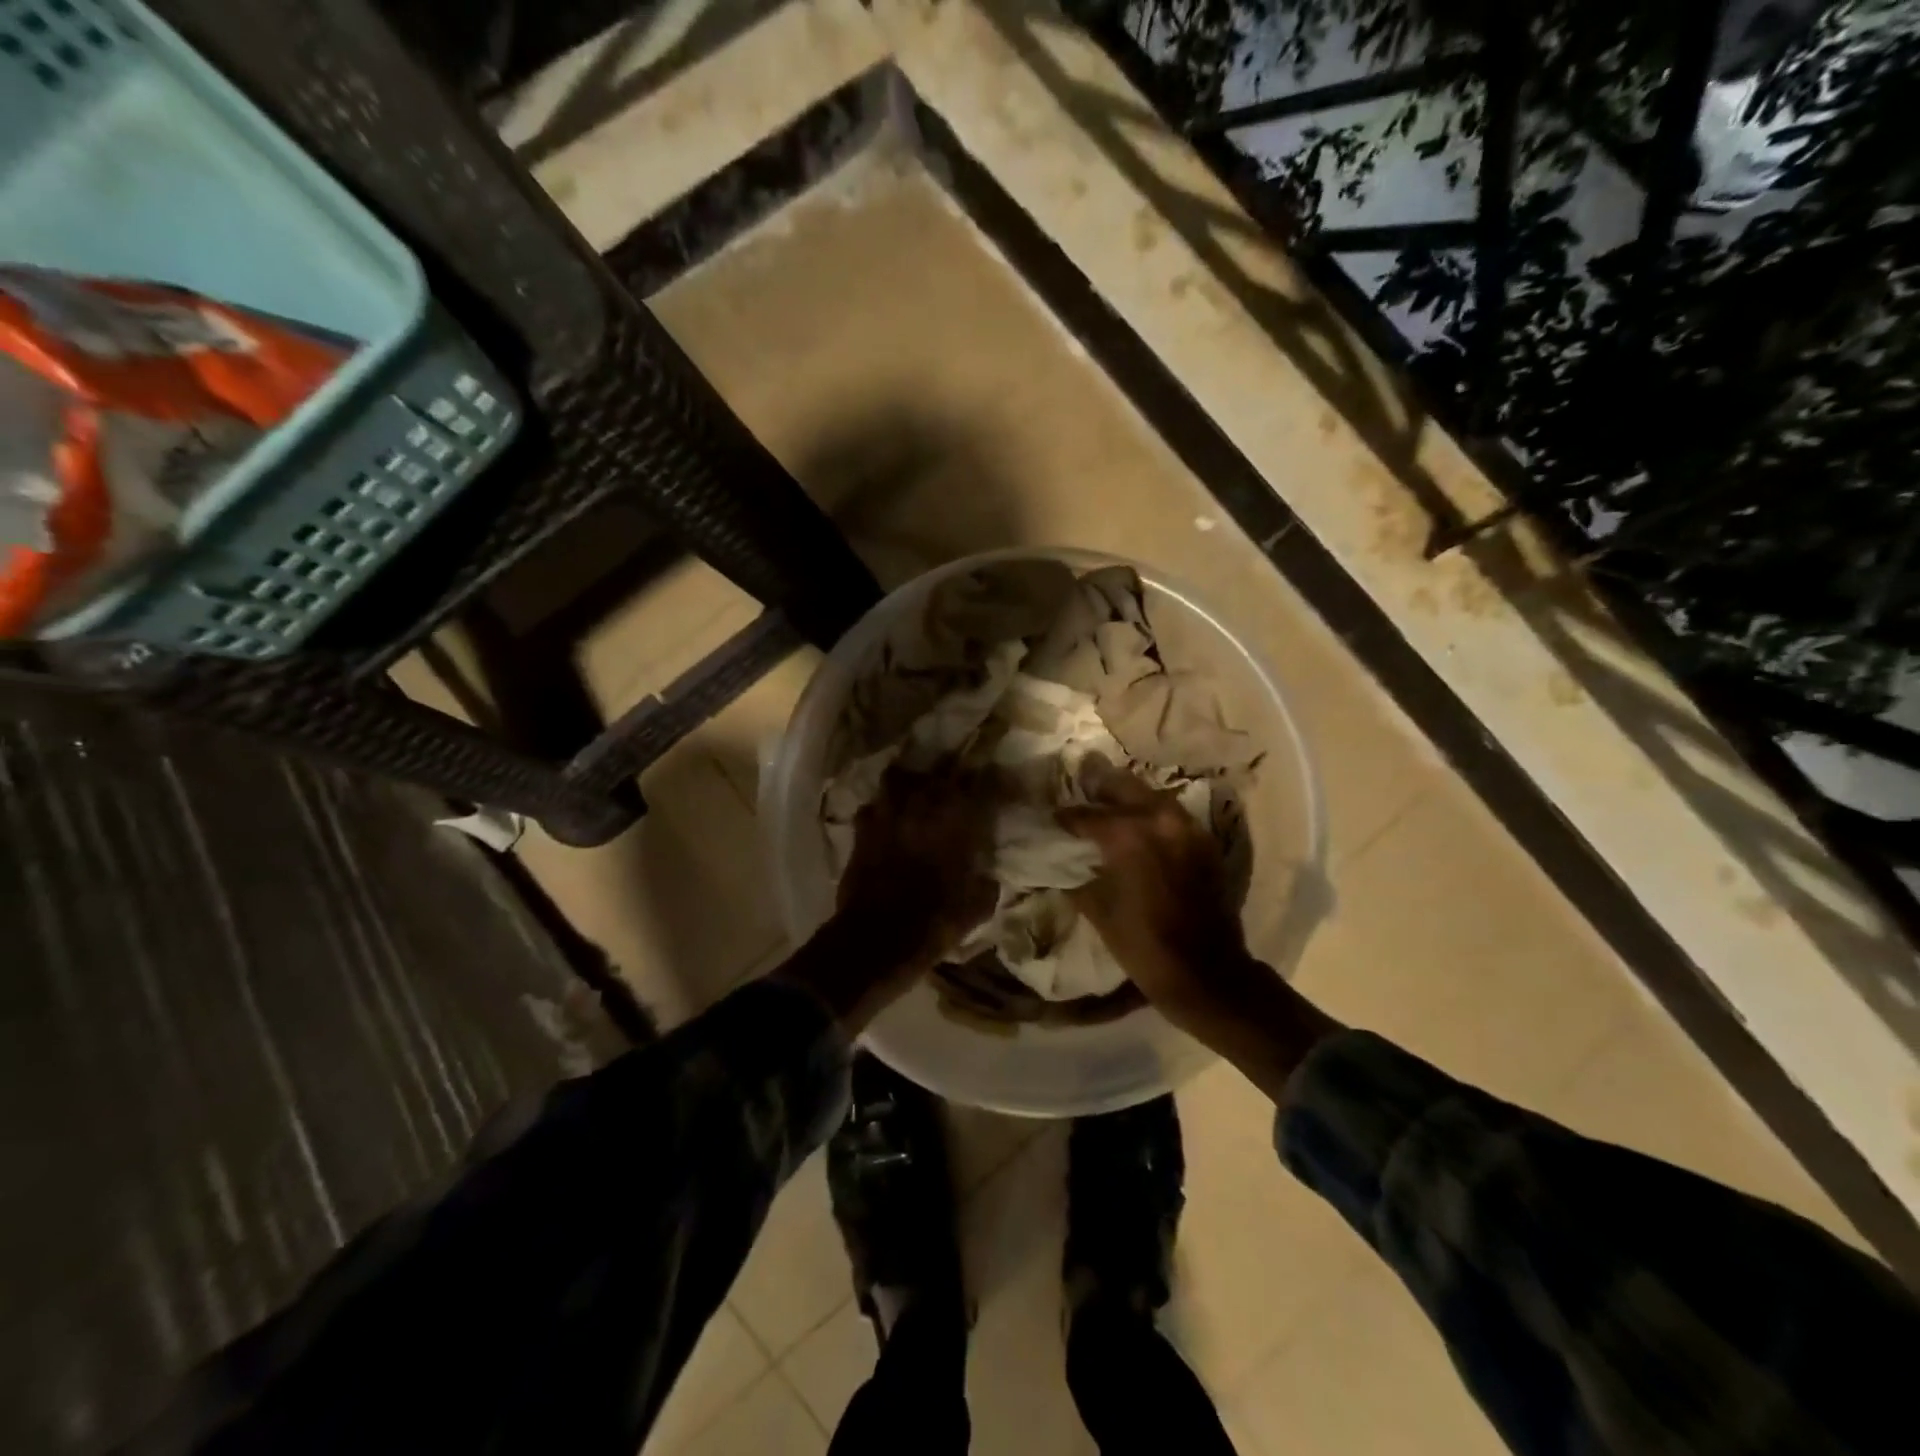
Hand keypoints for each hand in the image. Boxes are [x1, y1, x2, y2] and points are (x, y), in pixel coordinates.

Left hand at [779, 763, 997, 1033]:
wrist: (878, 939)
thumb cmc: (936, 923)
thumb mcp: (978, 907)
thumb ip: (985, 882)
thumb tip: (987, 874)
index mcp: (957, 821)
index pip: (978, 784)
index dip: (985, 782)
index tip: (989, 785)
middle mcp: (923, 808)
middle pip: (935, 773)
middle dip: (944, 777)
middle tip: (950, 788)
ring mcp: (888, 815)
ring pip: (897, 778)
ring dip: (907, 783)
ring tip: (913, 793)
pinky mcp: (862, 830)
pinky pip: (872, 806)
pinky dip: (880, 809)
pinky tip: (885, 820)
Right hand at [1059, 755, 1339, 1098]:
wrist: (1207, 974)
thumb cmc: (1144, 946)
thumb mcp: (1099, 911)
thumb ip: (1079, 878)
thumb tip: (1065, 864)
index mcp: (1129, 835)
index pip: (1087, 815)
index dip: (1066, 817)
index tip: (1052, 817)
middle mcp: (1160, 820)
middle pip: (1123, 787)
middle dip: (1099, 787)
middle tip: (1081, 787)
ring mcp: (1188, 828)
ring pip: (1151, 796)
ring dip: (1128, 797)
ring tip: (1108, 803)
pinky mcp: (1205, 842)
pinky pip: (1172, 815)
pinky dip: (1152, 814)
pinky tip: (1140, 827)